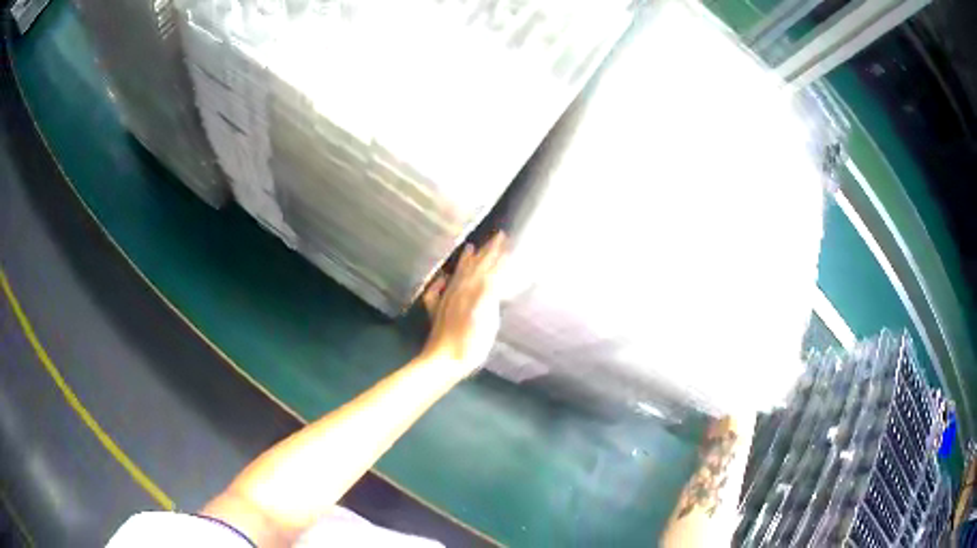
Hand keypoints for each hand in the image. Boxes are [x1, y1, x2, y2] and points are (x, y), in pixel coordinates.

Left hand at [421, 232, 507, 375]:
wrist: (443, 361)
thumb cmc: (470, 344)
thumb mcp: (487, 318)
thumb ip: (489, 294)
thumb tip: (494, 274)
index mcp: (473, 291)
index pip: (488, 267)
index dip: (496, 254)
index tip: (504, 239)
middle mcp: (459, 291)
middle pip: (474, 267)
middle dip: (485, 252)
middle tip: (495, 237)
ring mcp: (446, 301)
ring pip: (458, 275)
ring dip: (466, 261)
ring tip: (469, 248)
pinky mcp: (438, 312)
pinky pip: (439, 291)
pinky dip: (442, 282)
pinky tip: (442, 278)